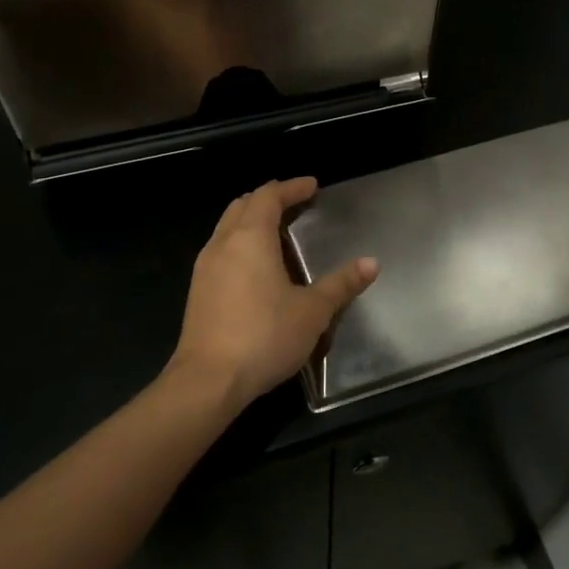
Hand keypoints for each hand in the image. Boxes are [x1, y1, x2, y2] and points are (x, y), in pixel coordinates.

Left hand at [167, 177, 377, 411]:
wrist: (207, 381)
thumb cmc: (264, 336)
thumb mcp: (312, 311)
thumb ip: (341, 284)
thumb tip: (371, 263)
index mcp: (250, 238)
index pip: (268, 196)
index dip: (291, 187)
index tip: (312, 186)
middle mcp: (223, 244)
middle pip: (242, 205)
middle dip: (268, 198)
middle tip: (294, 203)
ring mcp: (205, 268)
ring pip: (226, 227)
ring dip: (250, 220)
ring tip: (276, 231)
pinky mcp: (197, 291)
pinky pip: (220, 250)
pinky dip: (239, 242)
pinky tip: (255, 266)